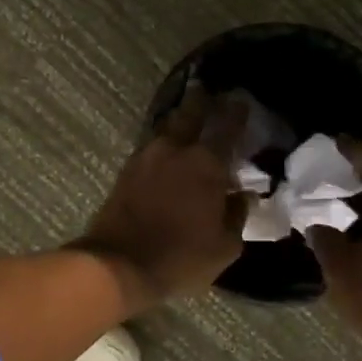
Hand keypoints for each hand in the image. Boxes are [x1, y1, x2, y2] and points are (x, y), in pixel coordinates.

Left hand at [74, 85, 248, 306]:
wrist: (119, 265)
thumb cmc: (180, 258)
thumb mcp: (224, 246)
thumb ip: (237, 215)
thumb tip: (242, 196)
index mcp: (206, 164)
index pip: (227, 126)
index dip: (237, 111)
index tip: (242, 101)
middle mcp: (175, 150)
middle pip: (191, 112)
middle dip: (203, 101)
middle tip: (212, 95)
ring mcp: (146, 157)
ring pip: (168, 127)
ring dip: (181, 120)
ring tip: (191, 119)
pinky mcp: (126, 170)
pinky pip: (151, 145)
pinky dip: (164, 142)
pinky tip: (169, 149)